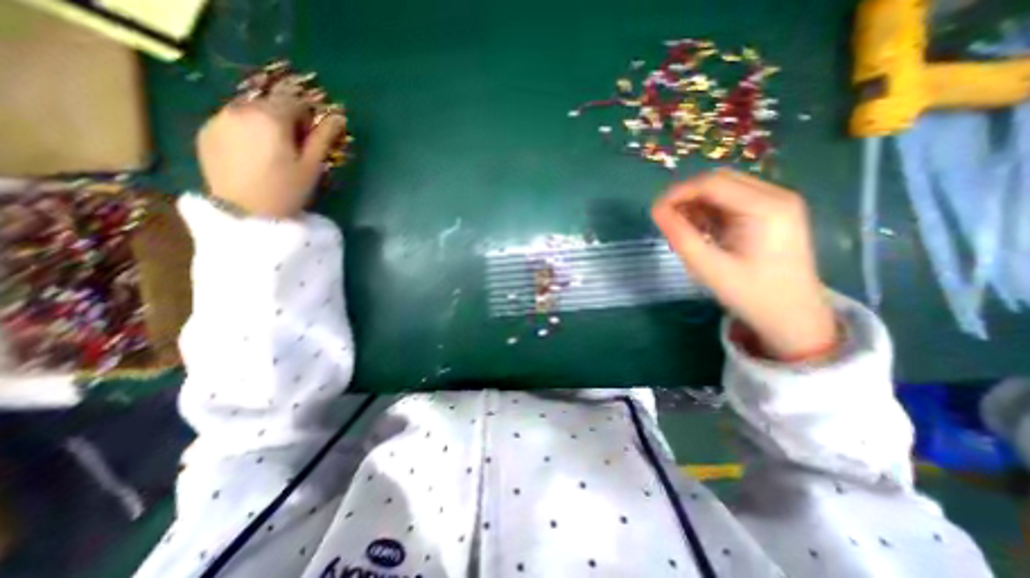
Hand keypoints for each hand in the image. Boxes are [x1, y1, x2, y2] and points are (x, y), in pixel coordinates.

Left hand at [197, 90, 344, 217]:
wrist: (244, 213)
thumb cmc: (286, 190)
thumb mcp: (311, 166)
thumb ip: (323, 137)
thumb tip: (338, 117)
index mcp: (270, 117)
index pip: (295, 100)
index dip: (308, 116)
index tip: (313, 136)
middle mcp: (240, 109)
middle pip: (270, 103)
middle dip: (286, 118)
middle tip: (295, 145)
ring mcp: (219, 119)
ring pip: (250, 111)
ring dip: (265, 123)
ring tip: (272, 152)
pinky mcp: (206, 131)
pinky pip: (232, 122)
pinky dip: (246, 131)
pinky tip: (253, 156)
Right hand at [650, 168, 834, 361]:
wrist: (793, 316)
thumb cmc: (750, 294)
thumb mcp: (708, 267)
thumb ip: (680, 235)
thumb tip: (656, 210)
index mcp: (766, 208)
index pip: (711, 184)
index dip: (678, 193)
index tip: (655, 212)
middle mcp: (776, 196)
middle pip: (719, 181)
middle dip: (687, 197)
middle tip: (668, 222)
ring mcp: (778, 203)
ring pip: (724, 189)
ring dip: (698, 204)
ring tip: (684, 230)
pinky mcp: (773, 212)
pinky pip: (733, 200)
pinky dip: (711, 211)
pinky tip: (703, 231)